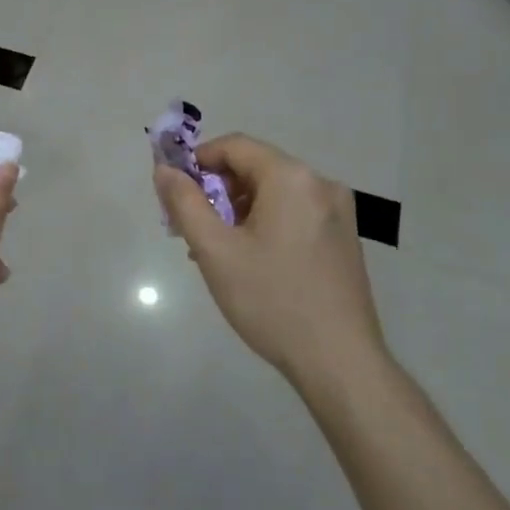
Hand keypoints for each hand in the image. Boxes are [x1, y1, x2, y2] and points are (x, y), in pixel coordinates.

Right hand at [154, 134, 383, 387]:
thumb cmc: (271, 300)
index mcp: (291, 178)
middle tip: (192, 227)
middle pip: (255, 167)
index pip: (235, 146)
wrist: (340, 362)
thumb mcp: (215, 251)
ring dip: (239, 209)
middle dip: (217, 190)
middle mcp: (320, 184)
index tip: (175, 192)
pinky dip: (265, 222)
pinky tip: (250, 259)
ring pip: (274, 192)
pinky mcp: (344, 238)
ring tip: (217, 249)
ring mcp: (338, 212)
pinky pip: (294, 212)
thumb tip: (164, 170)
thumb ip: (184, 203)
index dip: (198, 161)